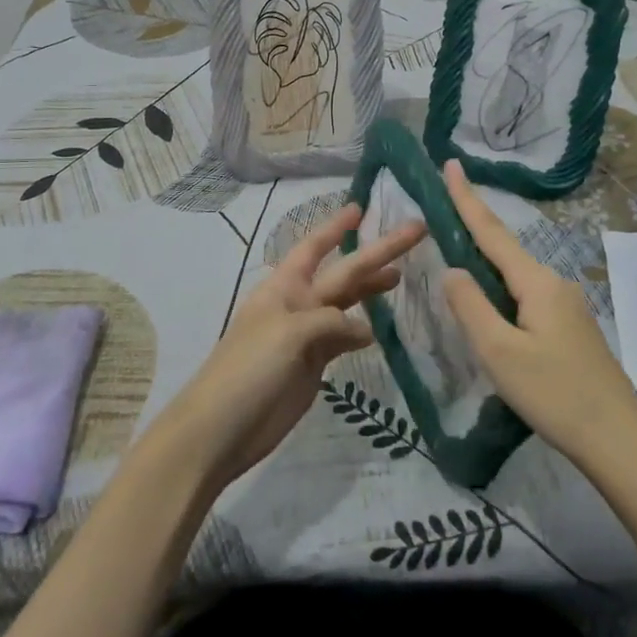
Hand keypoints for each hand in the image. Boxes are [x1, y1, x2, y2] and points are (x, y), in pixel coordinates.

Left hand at [147, 202, 425, 488]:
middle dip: (376, 253)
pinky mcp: (314, 365)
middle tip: (415, 231)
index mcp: (285, 286)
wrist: (222, 429)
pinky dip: (363, 331)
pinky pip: (344, 338)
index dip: (336, 227)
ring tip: (401, 275)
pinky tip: (381, 327)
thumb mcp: (288, 333)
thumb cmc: (248, 369)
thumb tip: (365, 330)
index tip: (361, 207)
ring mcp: (307, 335)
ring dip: (371, 288)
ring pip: (347, 303)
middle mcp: (298, 303)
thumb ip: (329, 321)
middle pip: (344, 272)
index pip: (314, 247)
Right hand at [439, 159, 636, 469]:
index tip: (451, 163)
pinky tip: (490, 310)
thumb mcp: (499, 351)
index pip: (492, 232)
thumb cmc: (554, 393)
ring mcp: (566, 306)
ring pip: (515, 277)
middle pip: (504, 251)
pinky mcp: (570, 329)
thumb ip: (470, 306)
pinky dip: (501, 292)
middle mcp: (553, 283)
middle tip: (442, 211)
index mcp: (536, 282)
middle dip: (473, 229)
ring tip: (456, 263)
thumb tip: (452, 269)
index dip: (467, 199)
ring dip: (486, 266)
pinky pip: (526, 297)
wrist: (618, 439)